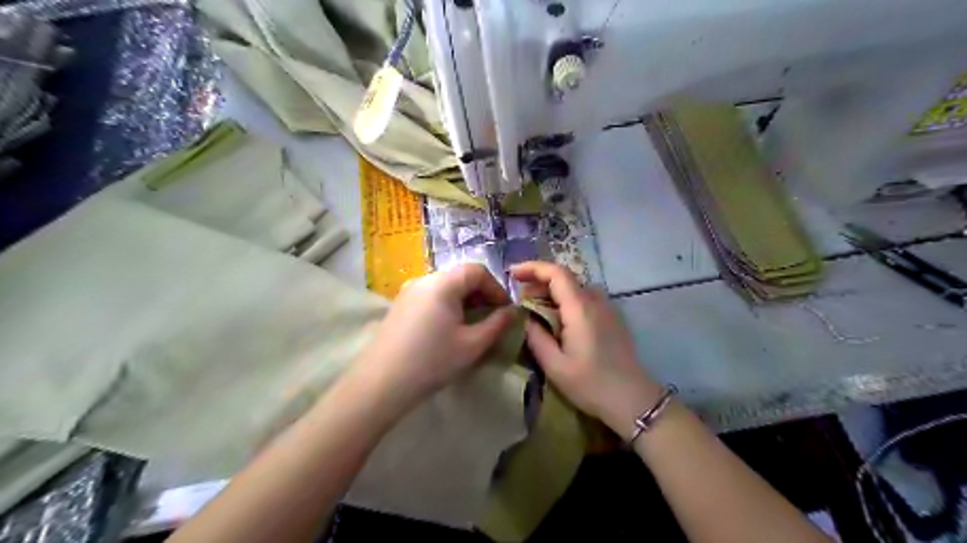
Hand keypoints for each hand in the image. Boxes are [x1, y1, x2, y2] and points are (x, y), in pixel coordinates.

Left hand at [355, 264, 517, 411]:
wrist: (381, 383)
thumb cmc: (432, 361)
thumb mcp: (472, 345)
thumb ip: (497, 324)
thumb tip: (513, 311)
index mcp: (443, 283)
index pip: (477, 271)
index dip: (497, 288)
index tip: (505, 310)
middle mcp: (424, 279)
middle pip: (460, 277)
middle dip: (481, 294)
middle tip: (492, 318)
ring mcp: (408, 291)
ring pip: (445, 287)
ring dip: (464, 301)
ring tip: (472, 325)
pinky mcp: (399, 305)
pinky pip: (431, 296)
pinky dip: (447, 305)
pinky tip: (448, 329)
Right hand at [508, 261, 662, 437]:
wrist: (634, 400)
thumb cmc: (592, 385)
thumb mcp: (555, 366)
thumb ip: (536, 337)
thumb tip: (525, 317)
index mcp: (580, 308)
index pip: (556, 273)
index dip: (533, 268)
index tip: (512, 274)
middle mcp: (595, 301)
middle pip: (565, 278)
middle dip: (539, 281)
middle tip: (519, 297)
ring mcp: (607, 308)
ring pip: (575, 288)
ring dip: (553, 291)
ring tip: (535, 308)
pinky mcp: (612, 318)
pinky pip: (585, 299)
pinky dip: (566, 301)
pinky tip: (557, 320)